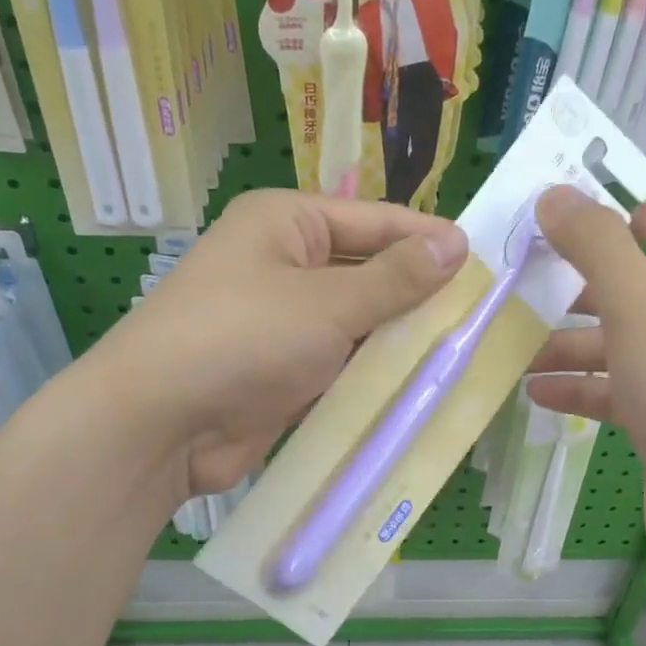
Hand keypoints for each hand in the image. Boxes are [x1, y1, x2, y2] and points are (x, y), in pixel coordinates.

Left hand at [93, 189, 466, 496]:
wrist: (160, 424)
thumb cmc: (243, 338)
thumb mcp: (328, 302)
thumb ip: (396, 278)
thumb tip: (456, 242)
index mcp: (286, 224)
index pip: (374, 221)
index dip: (427, 240)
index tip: (484, 263)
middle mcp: (284, 267)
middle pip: (367, 274)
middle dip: (417, 297)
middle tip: (482, 317)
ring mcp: (282, 325)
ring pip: (357, 327)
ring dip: (398, 343)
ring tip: (464, 355)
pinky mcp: (283, 376)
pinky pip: (340, 368)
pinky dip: (372, 378)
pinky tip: (418, 390)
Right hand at [527, 188, 645, 585]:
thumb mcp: (641, 307)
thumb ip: (596, 246)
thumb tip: (554, 194)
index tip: (605, 219)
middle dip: (589, 294)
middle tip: (533, 284)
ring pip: (627, 349)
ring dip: (575, 347)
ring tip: (519, 346)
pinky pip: (621, 392)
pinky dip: (584, 389)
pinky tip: (537, 391)